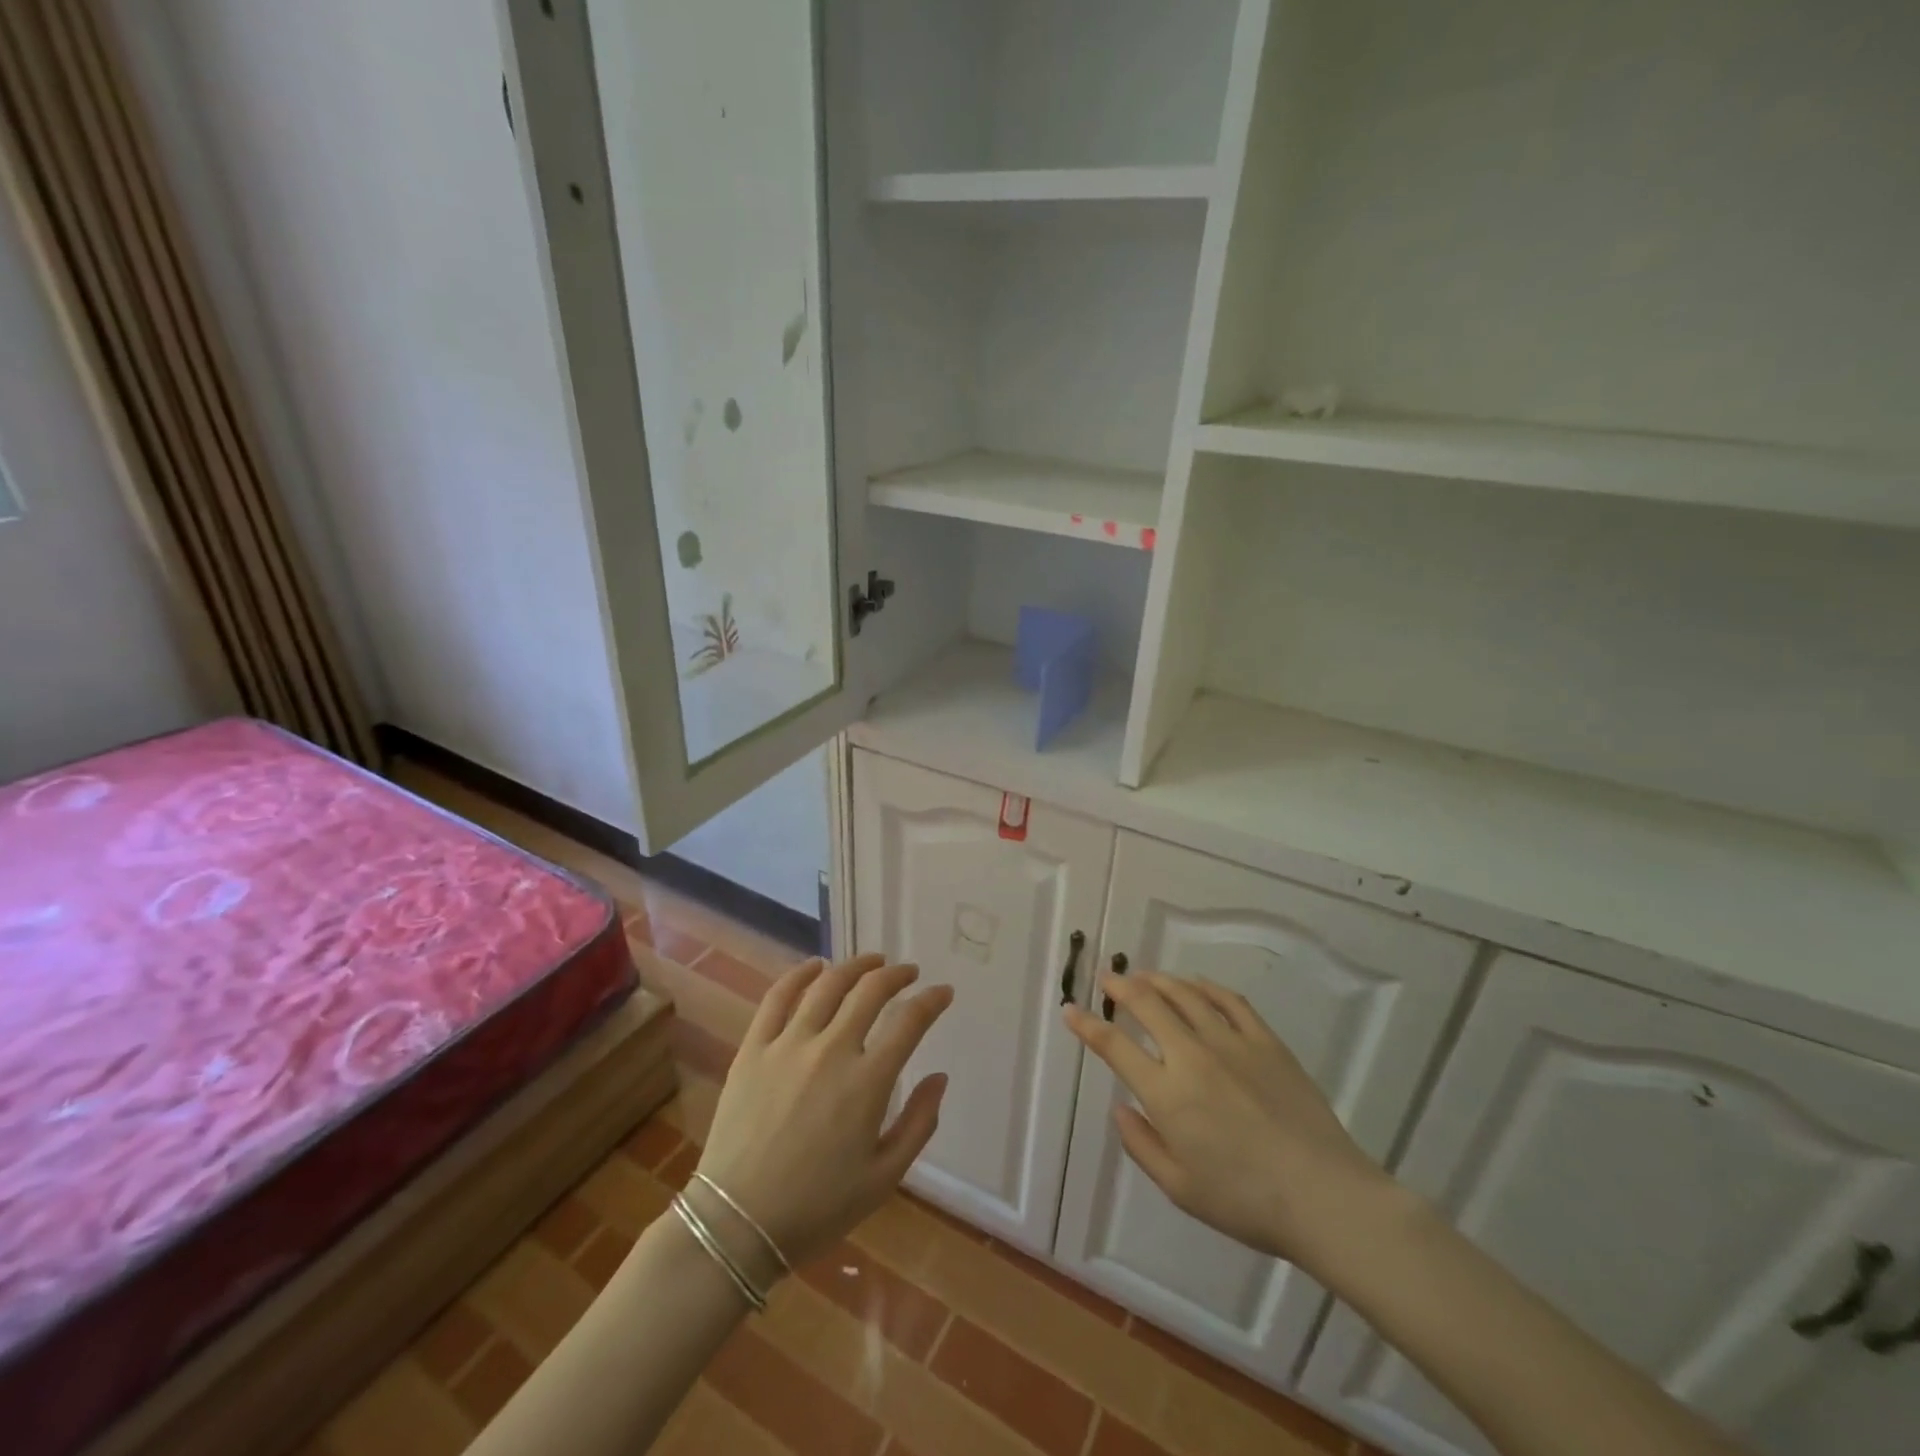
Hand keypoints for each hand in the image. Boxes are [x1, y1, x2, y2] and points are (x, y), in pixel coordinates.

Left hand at [694, 954, 951, 1272]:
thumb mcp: (883, 1178)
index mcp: (867, 1082)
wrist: (736, 1224)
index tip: (943, 993)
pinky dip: (800, 974)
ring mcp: (788, 1044)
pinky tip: (815, 966)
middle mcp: (831, 1050)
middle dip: (897, 975)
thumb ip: (919, 1123)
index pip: (910, 1021)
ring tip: (872, 962)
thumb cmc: (817, 1208)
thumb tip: (940, 1077)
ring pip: (828, 985)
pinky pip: (778, 997)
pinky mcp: (754, 1048)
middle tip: (908, 973)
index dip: (932, 1000)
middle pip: (870, 991)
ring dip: (855, 966)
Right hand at [1064, 970, 1392, 1269]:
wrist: (1325, 1196)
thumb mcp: (1180, 1188)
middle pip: (1147, 1005)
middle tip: (1107, 978)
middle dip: (1120, 987)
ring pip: (1185, 995)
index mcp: (1167, 1094)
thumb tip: (1120, 1108)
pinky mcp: (1265, 1041)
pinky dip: (1205, 986)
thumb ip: (1142, 1145)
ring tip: (1142, 975)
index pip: (1114, 1047)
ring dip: (1157, 980)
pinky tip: (1195, 984)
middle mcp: (1192, 1056)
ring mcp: (1231, 1043)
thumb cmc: (1246, 1202)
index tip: (1070, 1010)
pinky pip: (1229, 1000)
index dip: (1087, 1025)